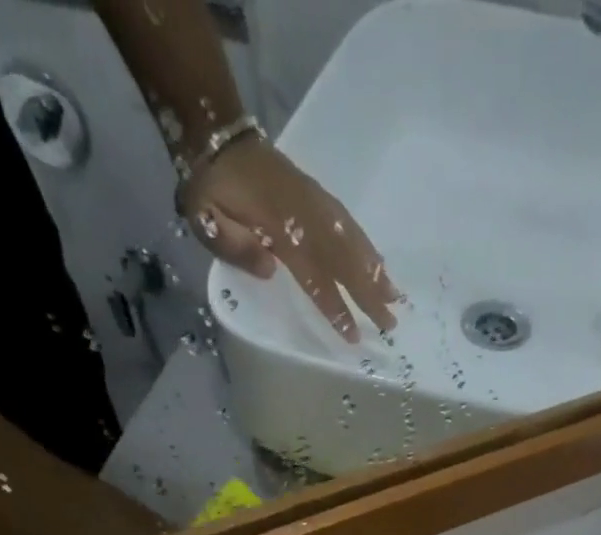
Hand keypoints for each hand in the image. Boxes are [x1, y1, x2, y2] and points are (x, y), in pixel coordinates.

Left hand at [182, 136, 399, 341]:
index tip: (353, 334)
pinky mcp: (318, 196)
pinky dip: (367, 246)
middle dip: (369, 295)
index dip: (335, 307)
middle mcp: (305, 217)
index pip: (314, 276)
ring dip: (376, 272)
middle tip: (390, 324)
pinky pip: (348, 224)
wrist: (217, 136)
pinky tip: (380, 264)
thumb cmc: (210, 187)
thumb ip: (234, 245)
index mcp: (279, 228)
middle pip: (344, 262)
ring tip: (396, 297)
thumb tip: (270, 270)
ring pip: (352, 242)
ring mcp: (315, 203)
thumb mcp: (204, 217)